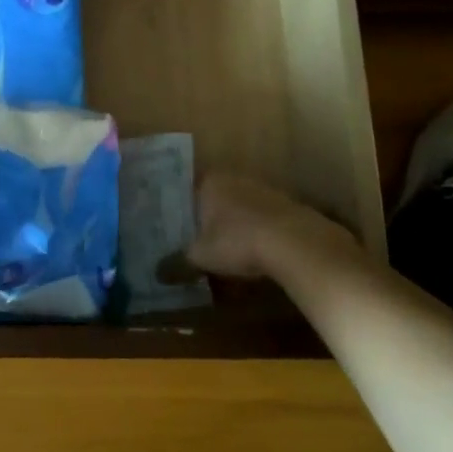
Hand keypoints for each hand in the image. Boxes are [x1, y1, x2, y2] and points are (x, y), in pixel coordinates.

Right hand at [187, 172, 353, 279]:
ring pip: (240, 207)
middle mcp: (235, 179)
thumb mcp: (201, 256)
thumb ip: (178, 262)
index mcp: (210, 182)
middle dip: (206, 217)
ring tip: (223, 248)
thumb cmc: (237, 241)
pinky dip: (256, 233)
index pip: (187, 188)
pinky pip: (262, 219)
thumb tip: (156, 272)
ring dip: (233, 225)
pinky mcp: (287, 207)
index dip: (179, 206)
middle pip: (215, 197)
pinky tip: (254, 252)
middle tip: (195, 238)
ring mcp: (264, 190)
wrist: (296, 243)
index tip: (172, 223)